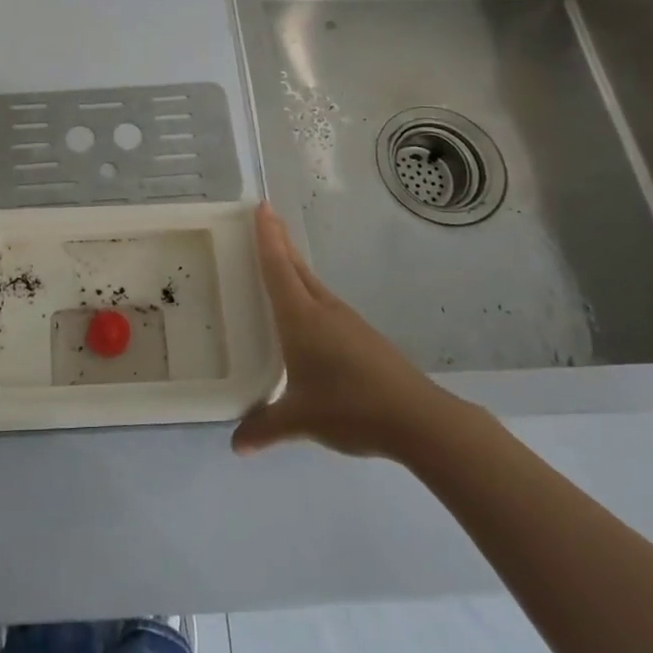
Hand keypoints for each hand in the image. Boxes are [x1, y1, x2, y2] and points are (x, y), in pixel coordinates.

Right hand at [232, 205, 442, 458]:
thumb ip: (265, 427)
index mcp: (301, 317)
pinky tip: (305, 316)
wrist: (417, 418)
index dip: (267, 236)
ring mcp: (346, 321)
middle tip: (265, 219)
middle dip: (280, 242)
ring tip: (278, 263)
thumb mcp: (299, 419)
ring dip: (293, 268)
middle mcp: (322, 309)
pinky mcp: (362, 337)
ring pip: (312, 285)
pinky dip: (307, 294)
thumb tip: (235, 446)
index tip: (261, 205)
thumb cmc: (349, 407)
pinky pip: (324, 304)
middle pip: (295, 267)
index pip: (278, 266)